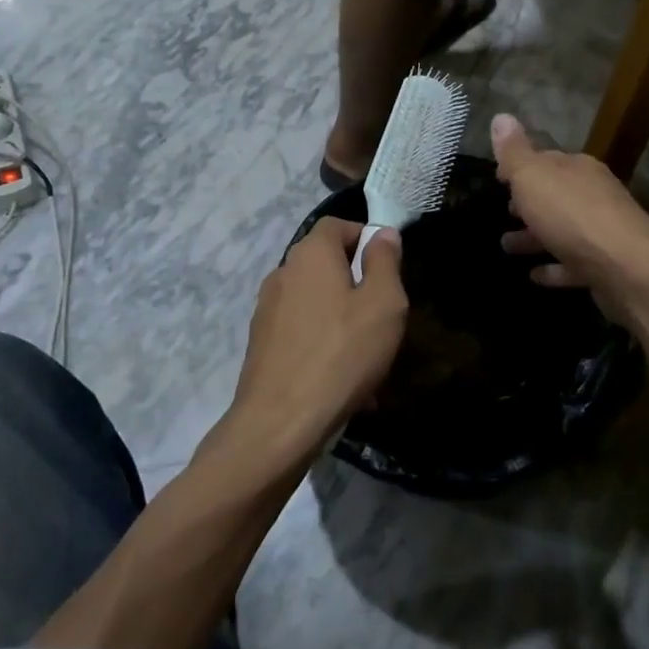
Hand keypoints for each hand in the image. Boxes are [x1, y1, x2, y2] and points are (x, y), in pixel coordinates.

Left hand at [226, 216, 408, 466]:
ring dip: (342, 318)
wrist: (279, 423)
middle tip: (383, 317)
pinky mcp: (261, 344)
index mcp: (311, 254)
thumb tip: (382, 234)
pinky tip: (342, 380)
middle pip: (325, 263)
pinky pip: (301, 332)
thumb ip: (385, 262)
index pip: (337, 225)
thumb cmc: (341, 354)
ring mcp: (266, 309)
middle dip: (356, 283)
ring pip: (315, 301)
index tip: (388, 268)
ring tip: (366, 358)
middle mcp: (283, 273)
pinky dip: (323, 344)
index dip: (365, 238)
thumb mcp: (383, 304)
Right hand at [492, 113, 648, 320]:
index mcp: (578, 168)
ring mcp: (603, 231)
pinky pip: (573, 263)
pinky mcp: (607, 266)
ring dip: (534, 236)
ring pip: (562, 230)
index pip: (545, 159)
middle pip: (555, 195)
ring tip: (507, 246)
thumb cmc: (572, 215)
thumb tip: (501, 117)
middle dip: (528, 202)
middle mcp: (594, 194)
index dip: (519, 167)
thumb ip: (514, 152)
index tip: (497, 178)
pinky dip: (554, 267)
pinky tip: (534, 276)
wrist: (628, 269)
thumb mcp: (533, 177)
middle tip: (503, 212)